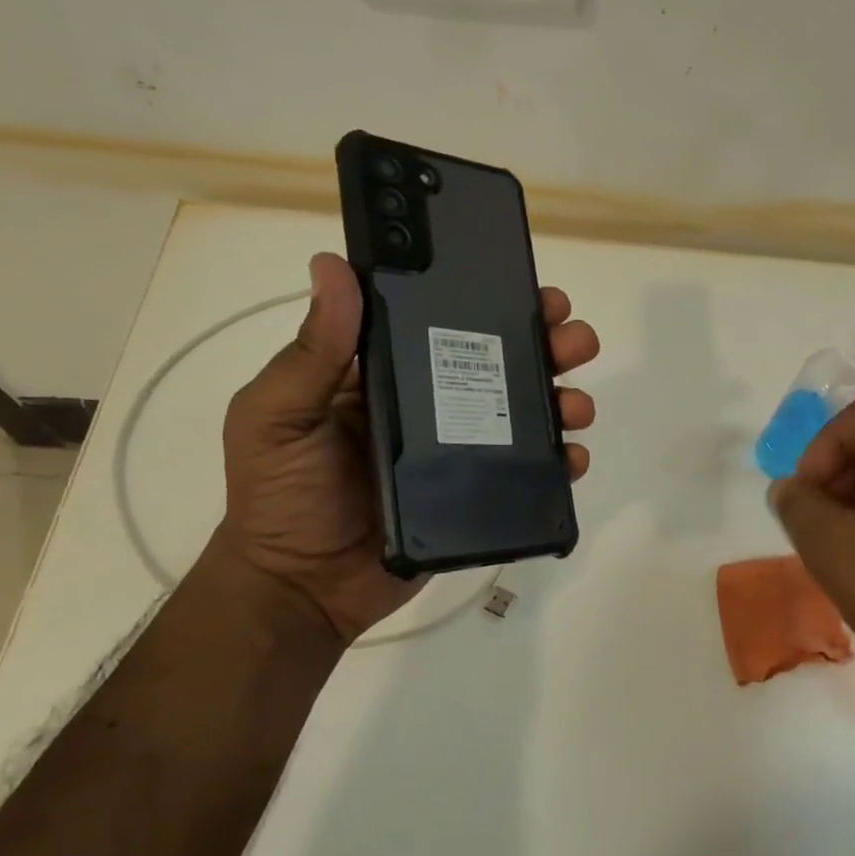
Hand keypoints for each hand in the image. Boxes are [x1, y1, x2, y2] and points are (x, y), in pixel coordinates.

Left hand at [217, 252, 599, 640]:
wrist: (301, 591)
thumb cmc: (280, 496)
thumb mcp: (278, 414)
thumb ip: (311, 350)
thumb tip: (332, 264)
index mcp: (388, 373)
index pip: (447, 323)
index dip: (493, 302)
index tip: (531, 290)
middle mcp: (431, 403)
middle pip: (500, 363)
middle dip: (546, 345)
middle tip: (574, 341)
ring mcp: (459, 451)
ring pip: (524, 413)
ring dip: (561, 399)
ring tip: (576, 405)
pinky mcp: (477, 494)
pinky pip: (528, 473)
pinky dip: (560, 462)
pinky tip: (573, 458)